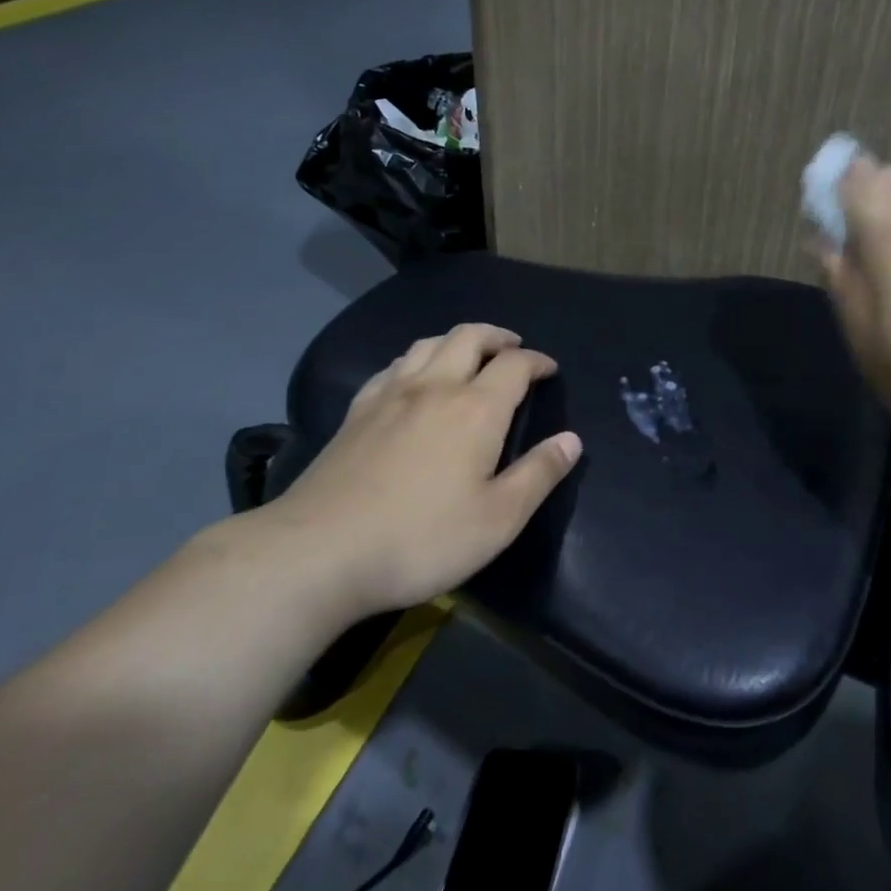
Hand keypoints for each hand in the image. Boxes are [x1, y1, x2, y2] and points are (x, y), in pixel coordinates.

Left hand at [260, 323, 581, 620]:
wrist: (318, 554)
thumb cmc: (421, 538)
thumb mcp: (498, 519)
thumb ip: (538, 475)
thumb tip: (572, 441)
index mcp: (476, 409)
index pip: (514, 365)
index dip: (537, 361)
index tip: (549, 370)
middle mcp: (434, 388)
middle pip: (469, 337)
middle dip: (498, 336)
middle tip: (513, 348)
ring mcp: (389, 396)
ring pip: (427, 344)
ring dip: (457, 340)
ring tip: (469, 355)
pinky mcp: (355, 413)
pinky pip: (392, 366)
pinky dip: (416, 360)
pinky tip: (413, 379)